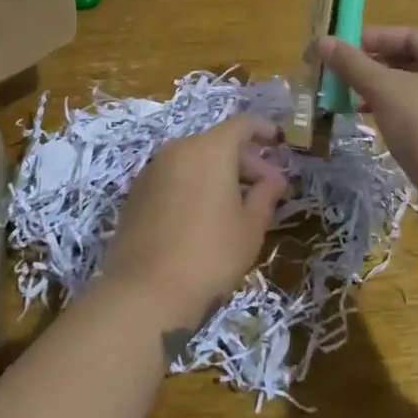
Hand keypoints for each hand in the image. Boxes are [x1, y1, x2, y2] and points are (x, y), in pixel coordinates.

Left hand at [100, 114, 287, 335]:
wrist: (145, 292)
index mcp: (210, 149)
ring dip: (219, 174)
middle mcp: (178, 149)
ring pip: (195, 160)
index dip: (264, 130)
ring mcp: (153, 170)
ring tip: (238, 205)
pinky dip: (195, 185)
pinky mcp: (137, 193)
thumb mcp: (250, 227)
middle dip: (246, 161)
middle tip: (267, 188)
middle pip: (218, 143)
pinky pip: (175, 177)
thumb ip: (266, 195)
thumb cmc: (211, 255)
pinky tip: (205, 216)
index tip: (280, 142)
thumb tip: (274, 179)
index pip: (242, 124)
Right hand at [313, 27, 417, 241]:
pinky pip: (417, 114)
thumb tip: (322, 41)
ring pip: (411, 90)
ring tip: (348, 98)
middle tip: (339, 74)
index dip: (372, 38)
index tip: (341, 48)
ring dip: (379, 91)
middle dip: (372, 67)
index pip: (408, 35)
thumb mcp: (384, 89)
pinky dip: (392, 112)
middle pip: (410, 62)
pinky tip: (370, 121)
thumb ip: (353, 64)